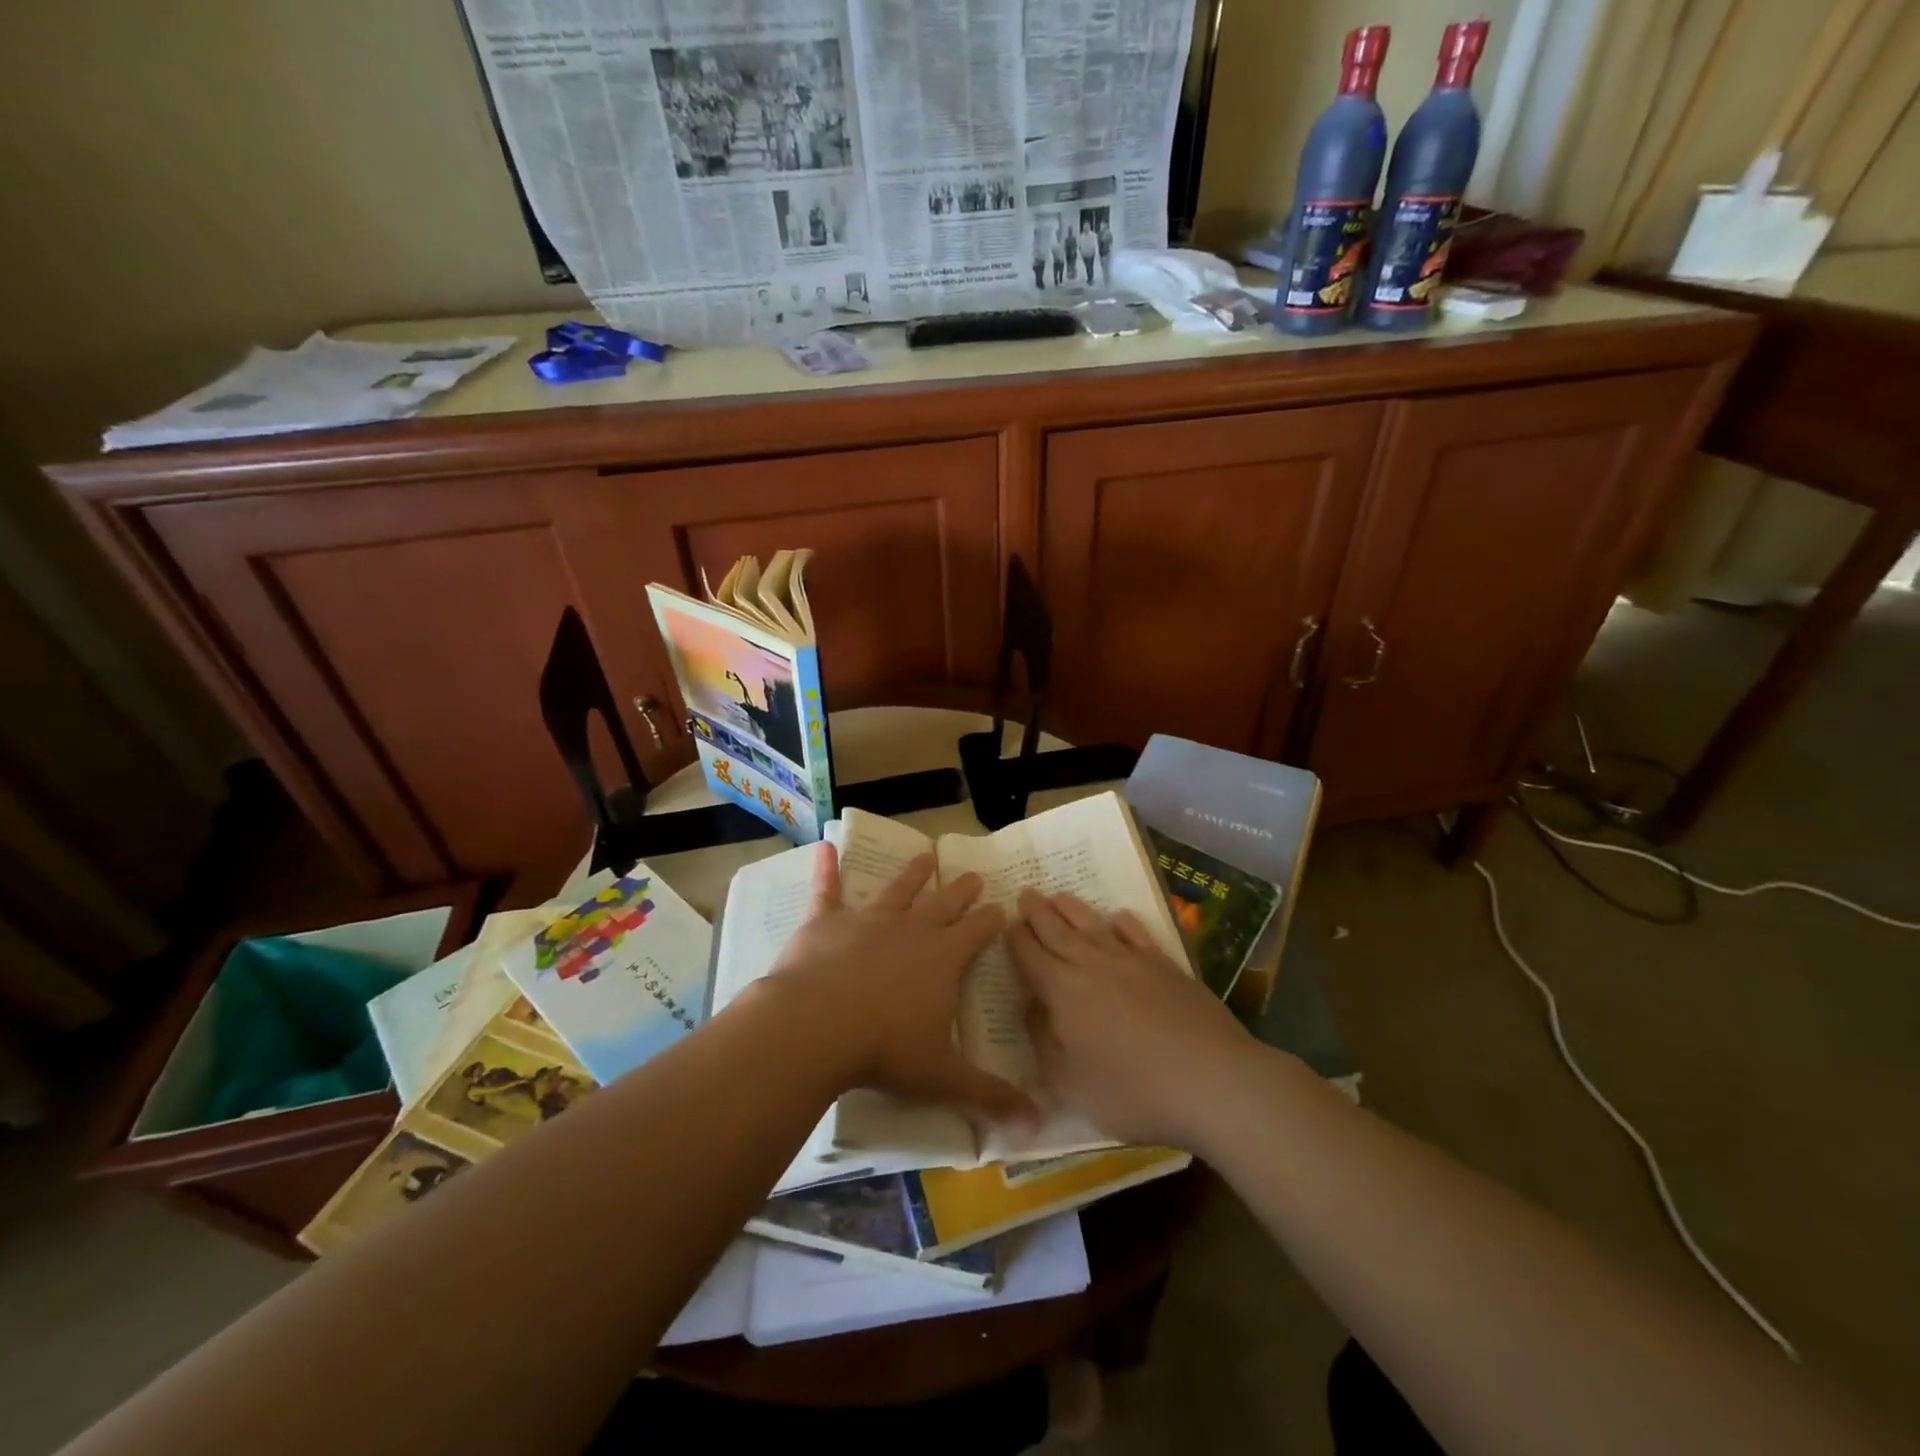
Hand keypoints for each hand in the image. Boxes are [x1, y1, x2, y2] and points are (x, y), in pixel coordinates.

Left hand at [765, 846, 1035, 1122]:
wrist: (818, 1026)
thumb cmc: (886, 1050)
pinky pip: (828, 890)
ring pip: (897, 890)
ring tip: (927, 855)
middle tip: (973, 873)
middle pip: (943, 905)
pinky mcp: (826, 922)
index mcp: (942, 959)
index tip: (1001, 905)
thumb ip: (989, 1097)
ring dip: (913, 873)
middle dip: (960, 891)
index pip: (976, 933)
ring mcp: (867, 920)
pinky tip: (826, 848)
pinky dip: (827, 869)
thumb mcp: (943, 1077)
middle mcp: (910, 930)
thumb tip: (1037, 1126)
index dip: (990, 920)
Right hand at [1009, 890, 1252, 1147]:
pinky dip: (1123, 922)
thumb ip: (1044, 1042)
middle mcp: (1092, 965)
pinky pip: (1137, 934)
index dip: (1016, 939)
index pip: (1030, 956)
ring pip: (1093, 925)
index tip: (1007, 923)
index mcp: (1062, 991)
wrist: (1211, 1079)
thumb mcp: (1071, 1083)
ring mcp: (1132, 961)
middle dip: (1037, 912)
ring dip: (1072, 908)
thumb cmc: (1132, 1091)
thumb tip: (1031, 1008)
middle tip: (1025, 892)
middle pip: (1057, 931)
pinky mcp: (1165, 965)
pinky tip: (1118, 917)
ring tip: (1058, 895)